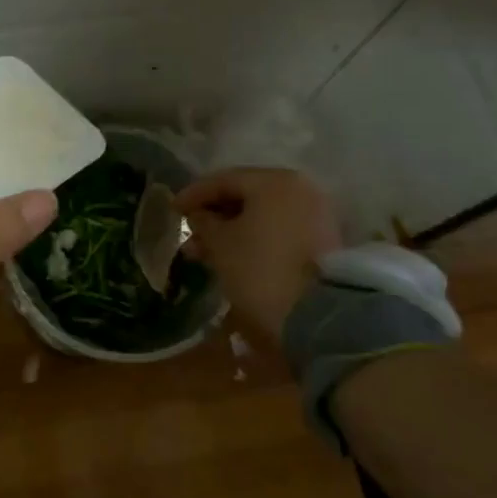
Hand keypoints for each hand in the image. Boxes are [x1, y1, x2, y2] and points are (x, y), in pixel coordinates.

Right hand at [175, 168, 341, 339]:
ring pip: (262, 214)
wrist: (321, 318)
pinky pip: (278, 229)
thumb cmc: (261, 270)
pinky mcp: (322, 240)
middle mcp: (299, 189)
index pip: (223, 179)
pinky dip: (254, 237)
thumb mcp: (221, 244)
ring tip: (205, 252)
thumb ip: (203, 222)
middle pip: (246, 195)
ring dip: (232, 229)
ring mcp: (315, 214)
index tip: (173, 210)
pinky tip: (234, 255)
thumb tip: (198, 214)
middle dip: (213, 215)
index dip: (194, 194)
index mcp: (273, 181)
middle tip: (189, 234)